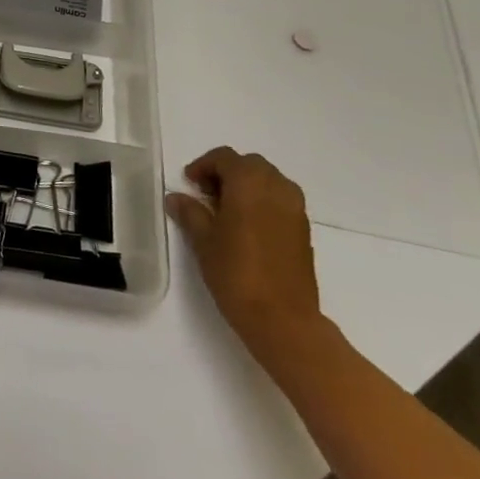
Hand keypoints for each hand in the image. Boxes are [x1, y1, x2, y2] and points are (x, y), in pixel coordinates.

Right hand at [165, 146, 321, 355]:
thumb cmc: (237, 273)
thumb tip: (176, 198)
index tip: (189, 183)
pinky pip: (280, 201)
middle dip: (226, 173)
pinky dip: (263, 202)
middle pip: (249, 165)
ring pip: (268, 181)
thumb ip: (190, 213)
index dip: (203, 166)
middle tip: (206, 194)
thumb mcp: (203, 241)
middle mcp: (276, 187)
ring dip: (247, 186)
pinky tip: (247, 227)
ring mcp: (295, 209)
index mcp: (249, 182)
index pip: (225, 158)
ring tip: (227, 211)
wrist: (283, 320)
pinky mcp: (303, 230)